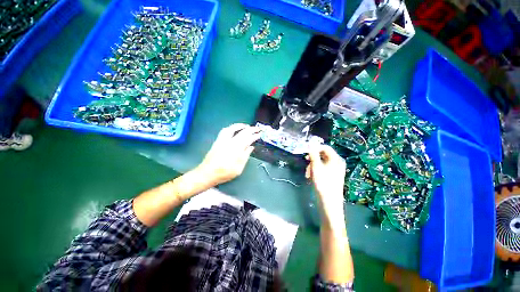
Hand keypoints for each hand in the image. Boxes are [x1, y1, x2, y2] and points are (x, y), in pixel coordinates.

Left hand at [197, 123, 260, 185]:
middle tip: (257, 128)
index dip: (255, 135)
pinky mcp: (218, 140)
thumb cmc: (225, 172)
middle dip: (251, 129)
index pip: (249, 138)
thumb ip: (246, 156)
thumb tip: (251, 147)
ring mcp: (224, 140)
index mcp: (238, 149)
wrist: (208, 173)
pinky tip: (233, 129)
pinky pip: (225, 130)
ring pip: (233, 128)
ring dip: (241, 126)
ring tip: (246, 126)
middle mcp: (231, 141)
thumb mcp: (239, 167)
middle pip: (243, 132)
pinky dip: (231, 128)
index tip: (260, 134)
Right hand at [306, 144, 346, 223]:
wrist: (329, 203)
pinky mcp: (332, 176)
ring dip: (312, 166)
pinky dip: (315, 171)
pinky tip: (311, 178)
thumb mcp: (316, 167)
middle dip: (312, 160)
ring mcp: (335, 170)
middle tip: (306, 165)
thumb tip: (310, 144)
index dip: (315, 148)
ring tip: (308, 175)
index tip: (306, 153)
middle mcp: (337, 163)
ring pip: (321, 162)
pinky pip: (322, 169)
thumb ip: (313, 154)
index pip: (325, 148)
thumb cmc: (323, 184)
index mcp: (336, 159)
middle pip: (322, 155)